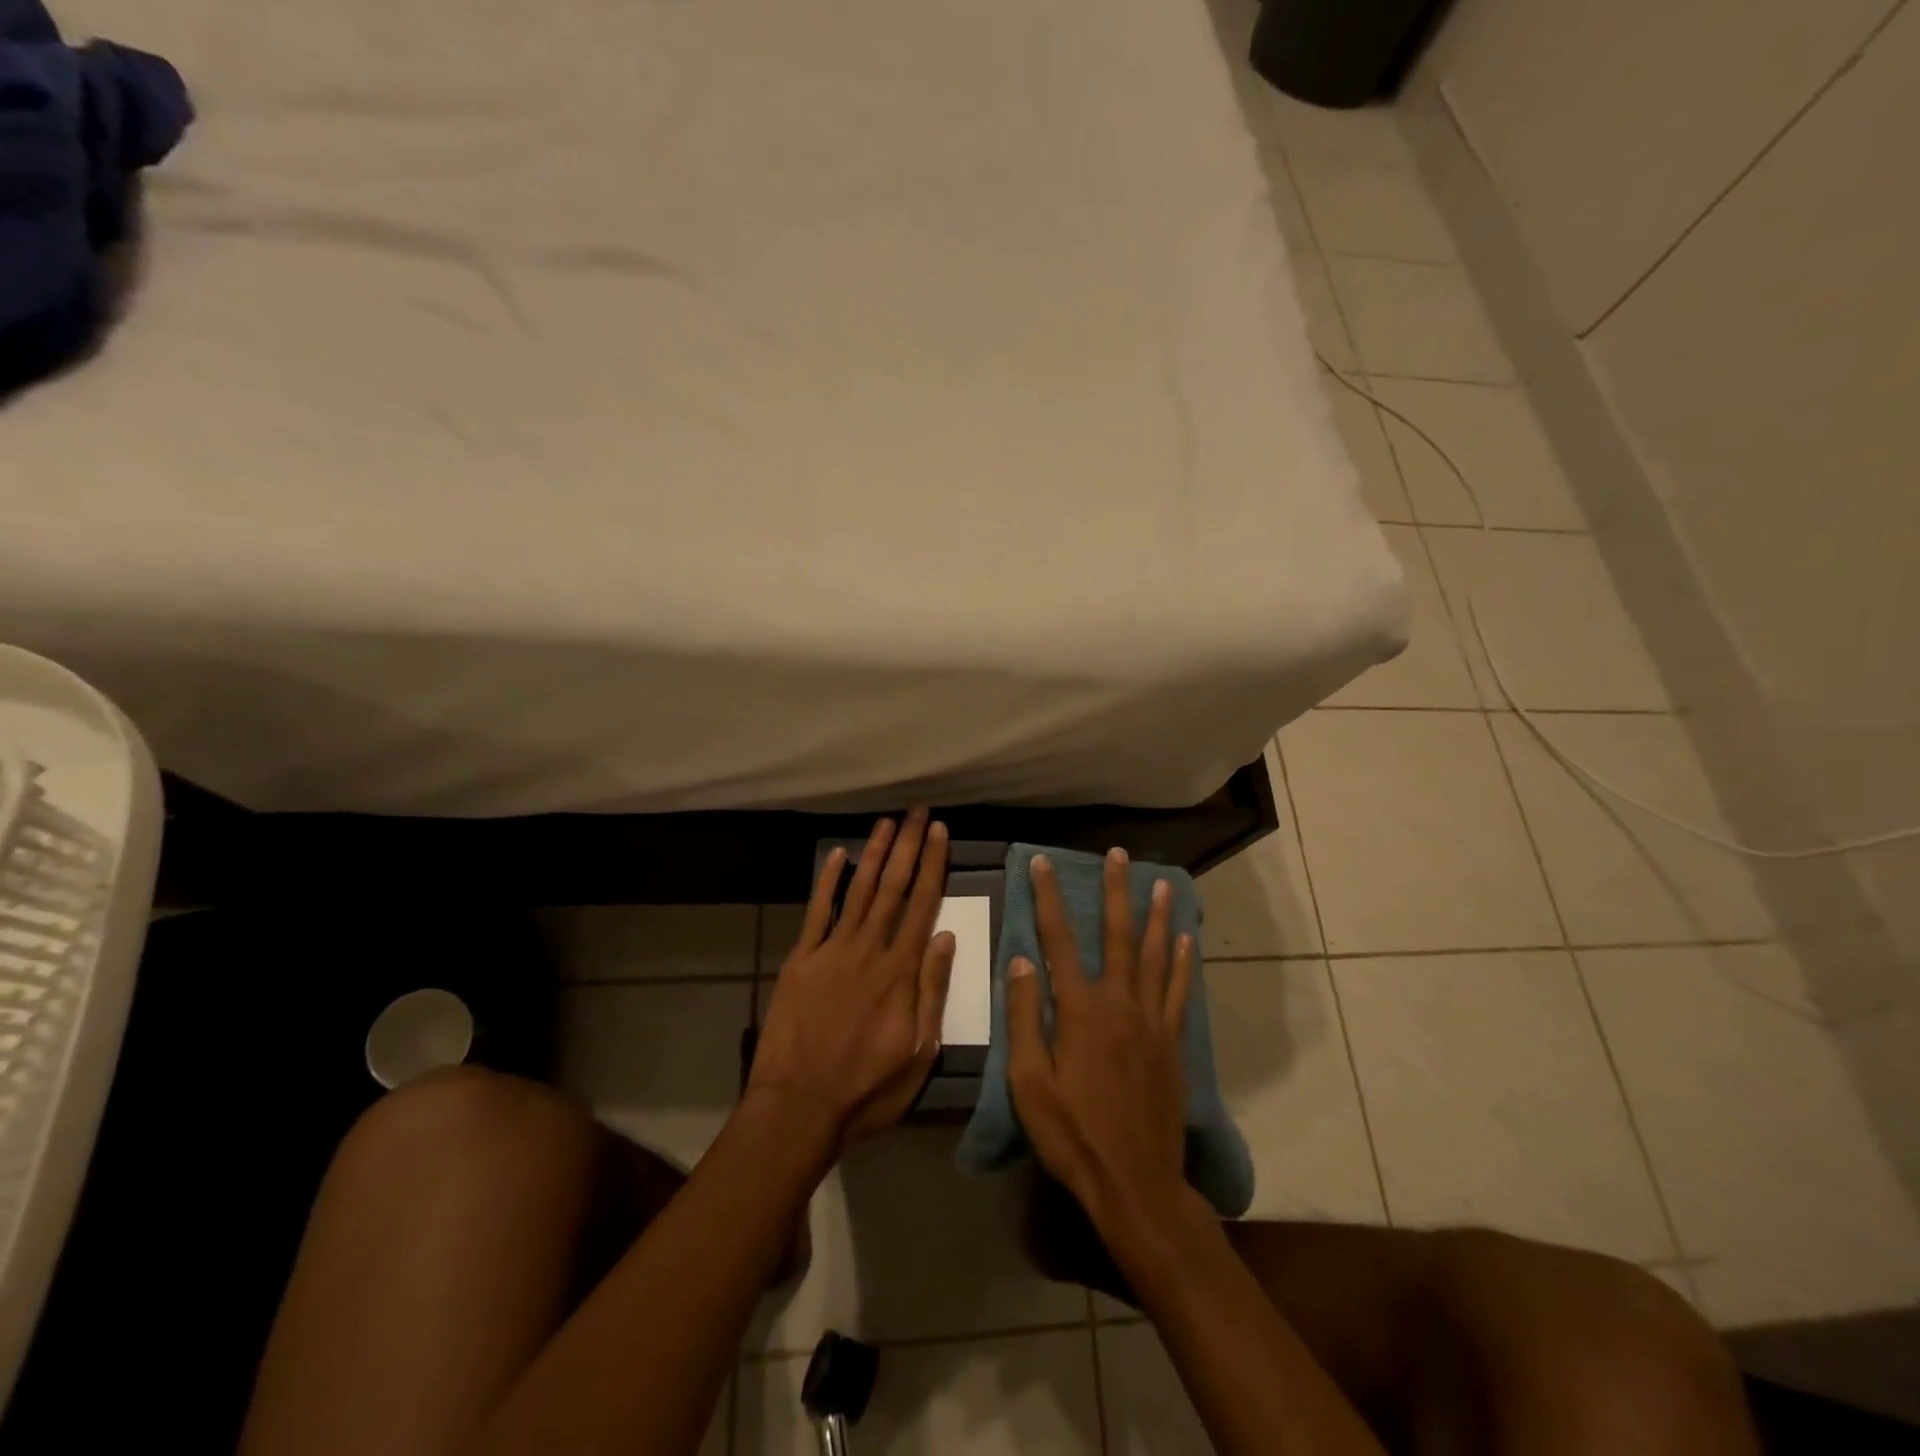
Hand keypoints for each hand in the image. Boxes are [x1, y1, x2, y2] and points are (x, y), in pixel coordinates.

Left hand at [747, 809, 955, 1147]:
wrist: (798, 1107)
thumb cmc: (866, 1089)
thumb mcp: (918, 1052)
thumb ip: (932, 990)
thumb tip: (945, 935)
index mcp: (900, 972)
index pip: (922, 905)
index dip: (932, 865)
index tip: (939, 832)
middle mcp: (868, 950)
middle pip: (892, 888)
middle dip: (907, 846)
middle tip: (917, 811)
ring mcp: (831, 951)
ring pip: (858, 891)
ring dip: (873, 854)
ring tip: (885, 823)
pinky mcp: (801, 960)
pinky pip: (816, 912)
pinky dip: (827, 882)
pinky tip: (837, 855)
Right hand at [1007, 849, 1197, 1242]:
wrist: (1134, 1182)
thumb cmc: (1072, 1133)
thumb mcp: (1028, 1081)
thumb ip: (1025, 1017)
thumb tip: (1021, 959)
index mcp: (1079, 1010)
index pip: (1058, 940)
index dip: (1048, 898)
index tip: (1043, 863)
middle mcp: (1119, 1003)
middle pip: (1117, 935)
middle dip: (1115, 891)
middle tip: (1118, 855)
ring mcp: (1151, 1021)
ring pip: (1154, 955)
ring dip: (1156, 915)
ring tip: (1161, 882)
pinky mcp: (1172, 1042)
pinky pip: (1178, 990)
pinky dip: (1181, 961)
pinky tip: (1185, 940)